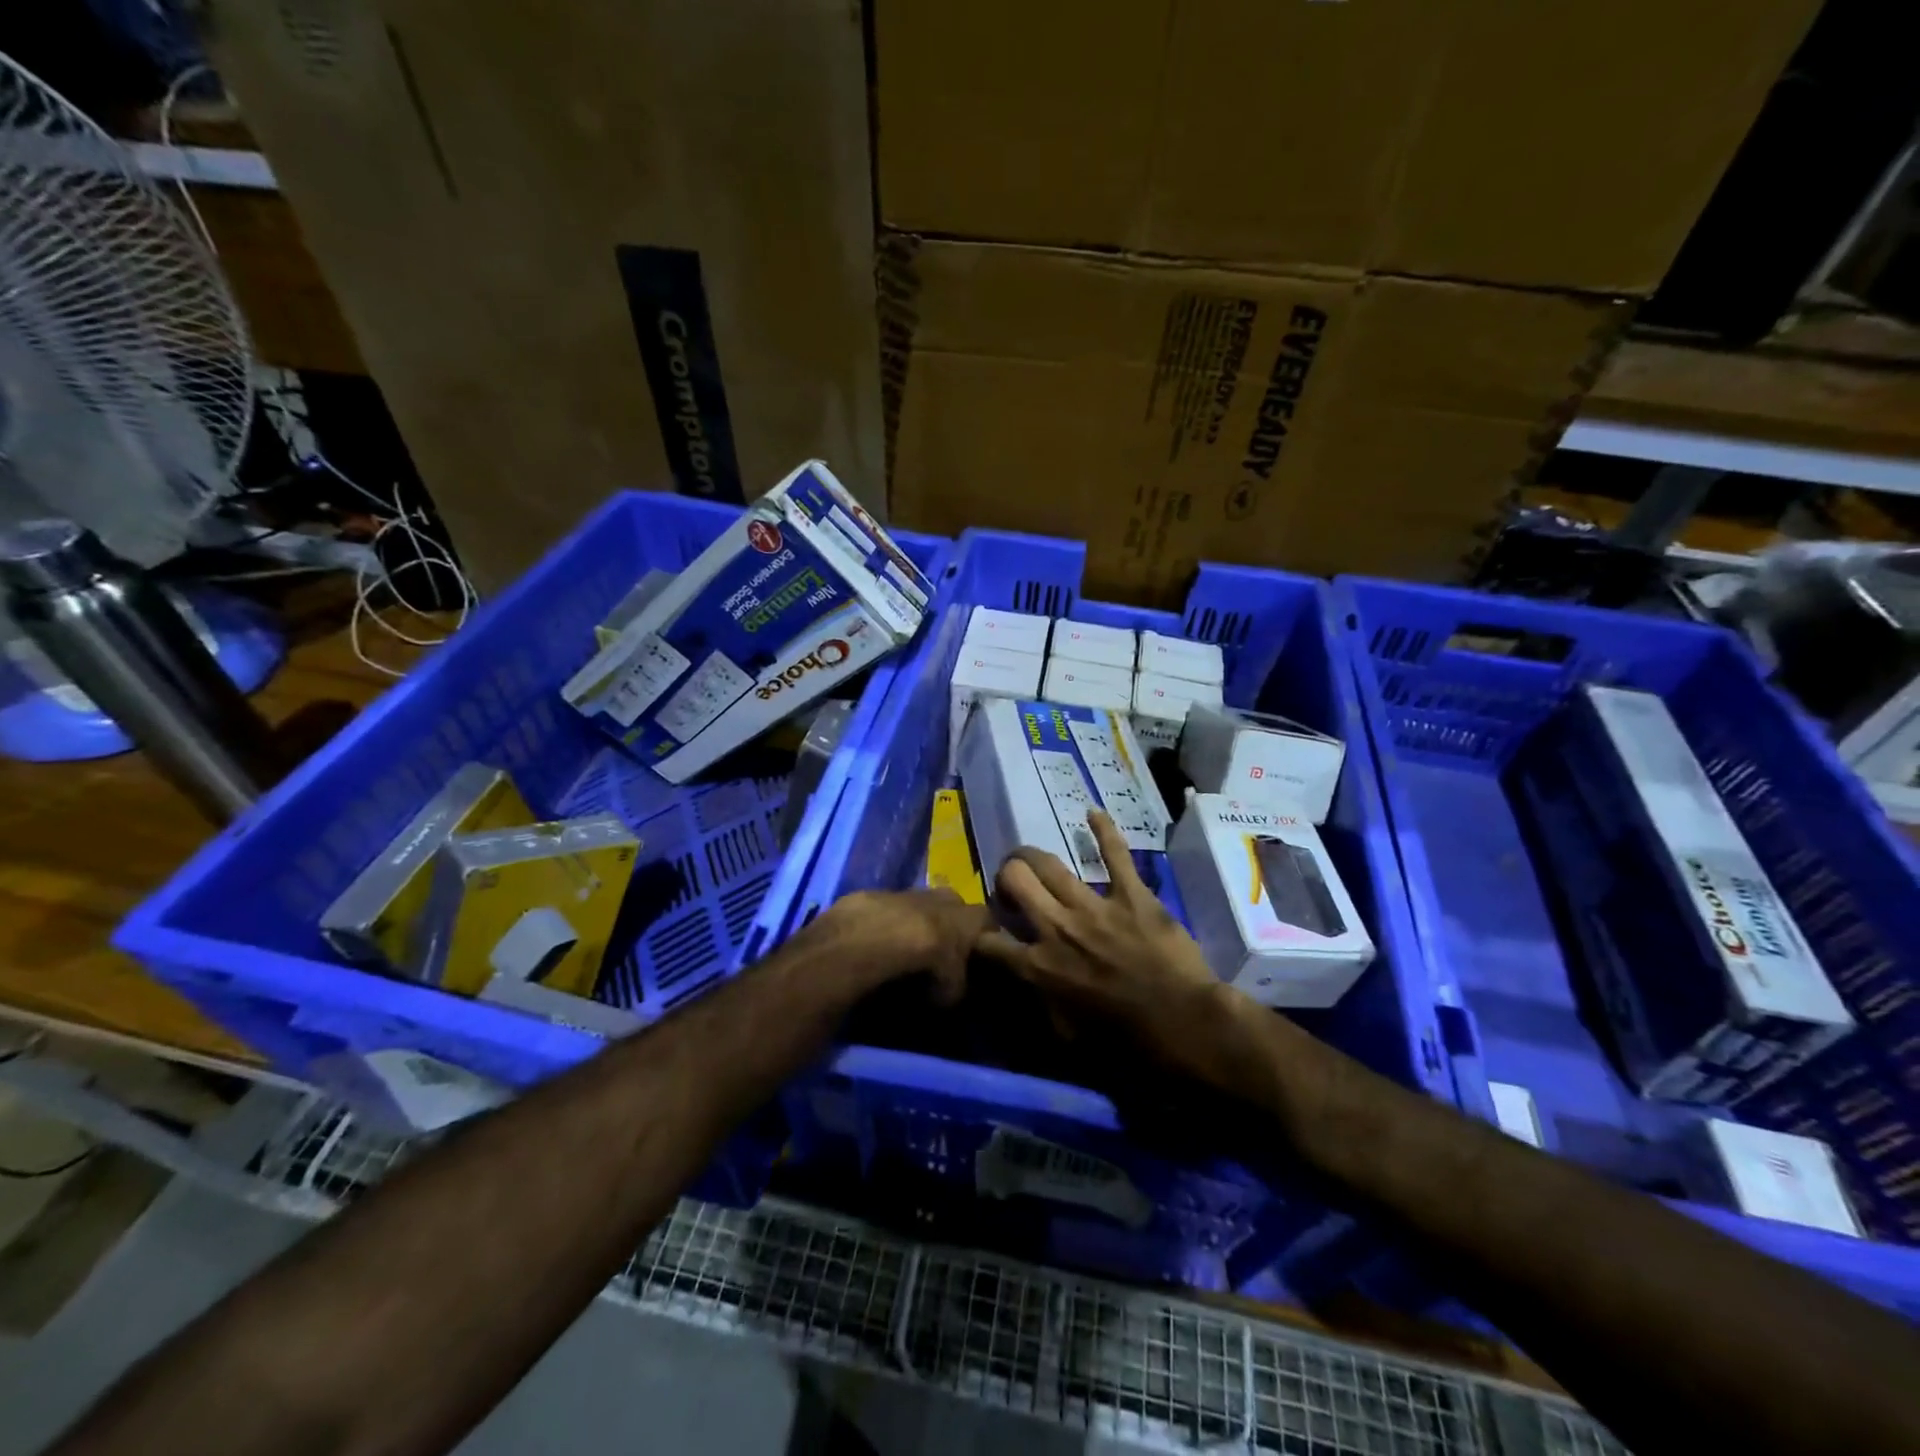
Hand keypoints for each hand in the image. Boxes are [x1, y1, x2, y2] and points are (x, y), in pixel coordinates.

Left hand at [808, 888, 988, 1003]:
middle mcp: (942, 897)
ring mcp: (908, 892)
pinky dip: (885, 922)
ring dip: (915, 920)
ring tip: (906, 945)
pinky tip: (876, 941)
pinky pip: (887, 908)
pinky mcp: (875, 894)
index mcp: (968, 917)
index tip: (981, 951)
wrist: (874, 939)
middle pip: (953, 904)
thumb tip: (953, 989)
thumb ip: (957, 986)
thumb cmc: (924, 964)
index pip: (987, 919)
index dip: (984, 935)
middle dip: (949, 921)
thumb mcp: (950, 991)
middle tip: (942, 945)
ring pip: (918, 902)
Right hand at [977, 812, 1234, 1074]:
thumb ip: (1036, 1003)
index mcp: (1037, 966)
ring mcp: (1094, 906)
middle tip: (1011, 885)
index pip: (987, 941)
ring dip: (1032, 857)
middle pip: (1014, 880)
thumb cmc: (1125, 1044)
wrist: (1185, 1025)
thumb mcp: (1065, 1037)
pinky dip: (1104, 831)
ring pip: (1048, 863)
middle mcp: (1056, 927)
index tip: (988, 935)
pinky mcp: (1131, 895)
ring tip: (1030, 858)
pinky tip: (1092, 813)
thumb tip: (1020, 986)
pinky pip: (1114, 854)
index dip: (980, 935)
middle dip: (1005, 877)